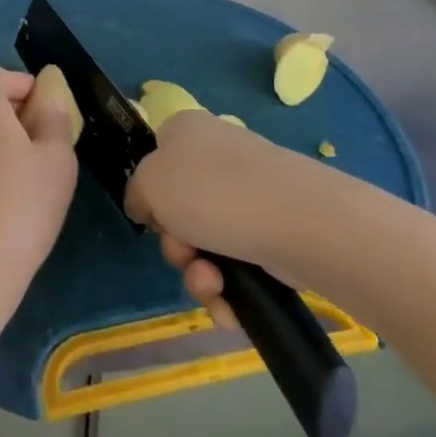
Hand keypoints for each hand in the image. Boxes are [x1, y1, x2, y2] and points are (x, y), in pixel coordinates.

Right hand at [125, 110, 341, 330]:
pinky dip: (229, 290)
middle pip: (179, 210)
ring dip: (199, 275)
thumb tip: (149, 207)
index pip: (157, 158)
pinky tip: (230, 304)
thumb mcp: (149, 182)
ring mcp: (251, 196)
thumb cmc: (212, 191)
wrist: (299, 221)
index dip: (150, 192)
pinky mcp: (276, 233)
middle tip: (184, 253)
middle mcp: (219, 157)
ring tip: (213, 284)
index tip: (152, 216)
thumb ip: (137, 192)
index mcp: (187, 132)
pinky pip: (238, 267)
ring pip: (207, 245)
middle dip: (176, 245)